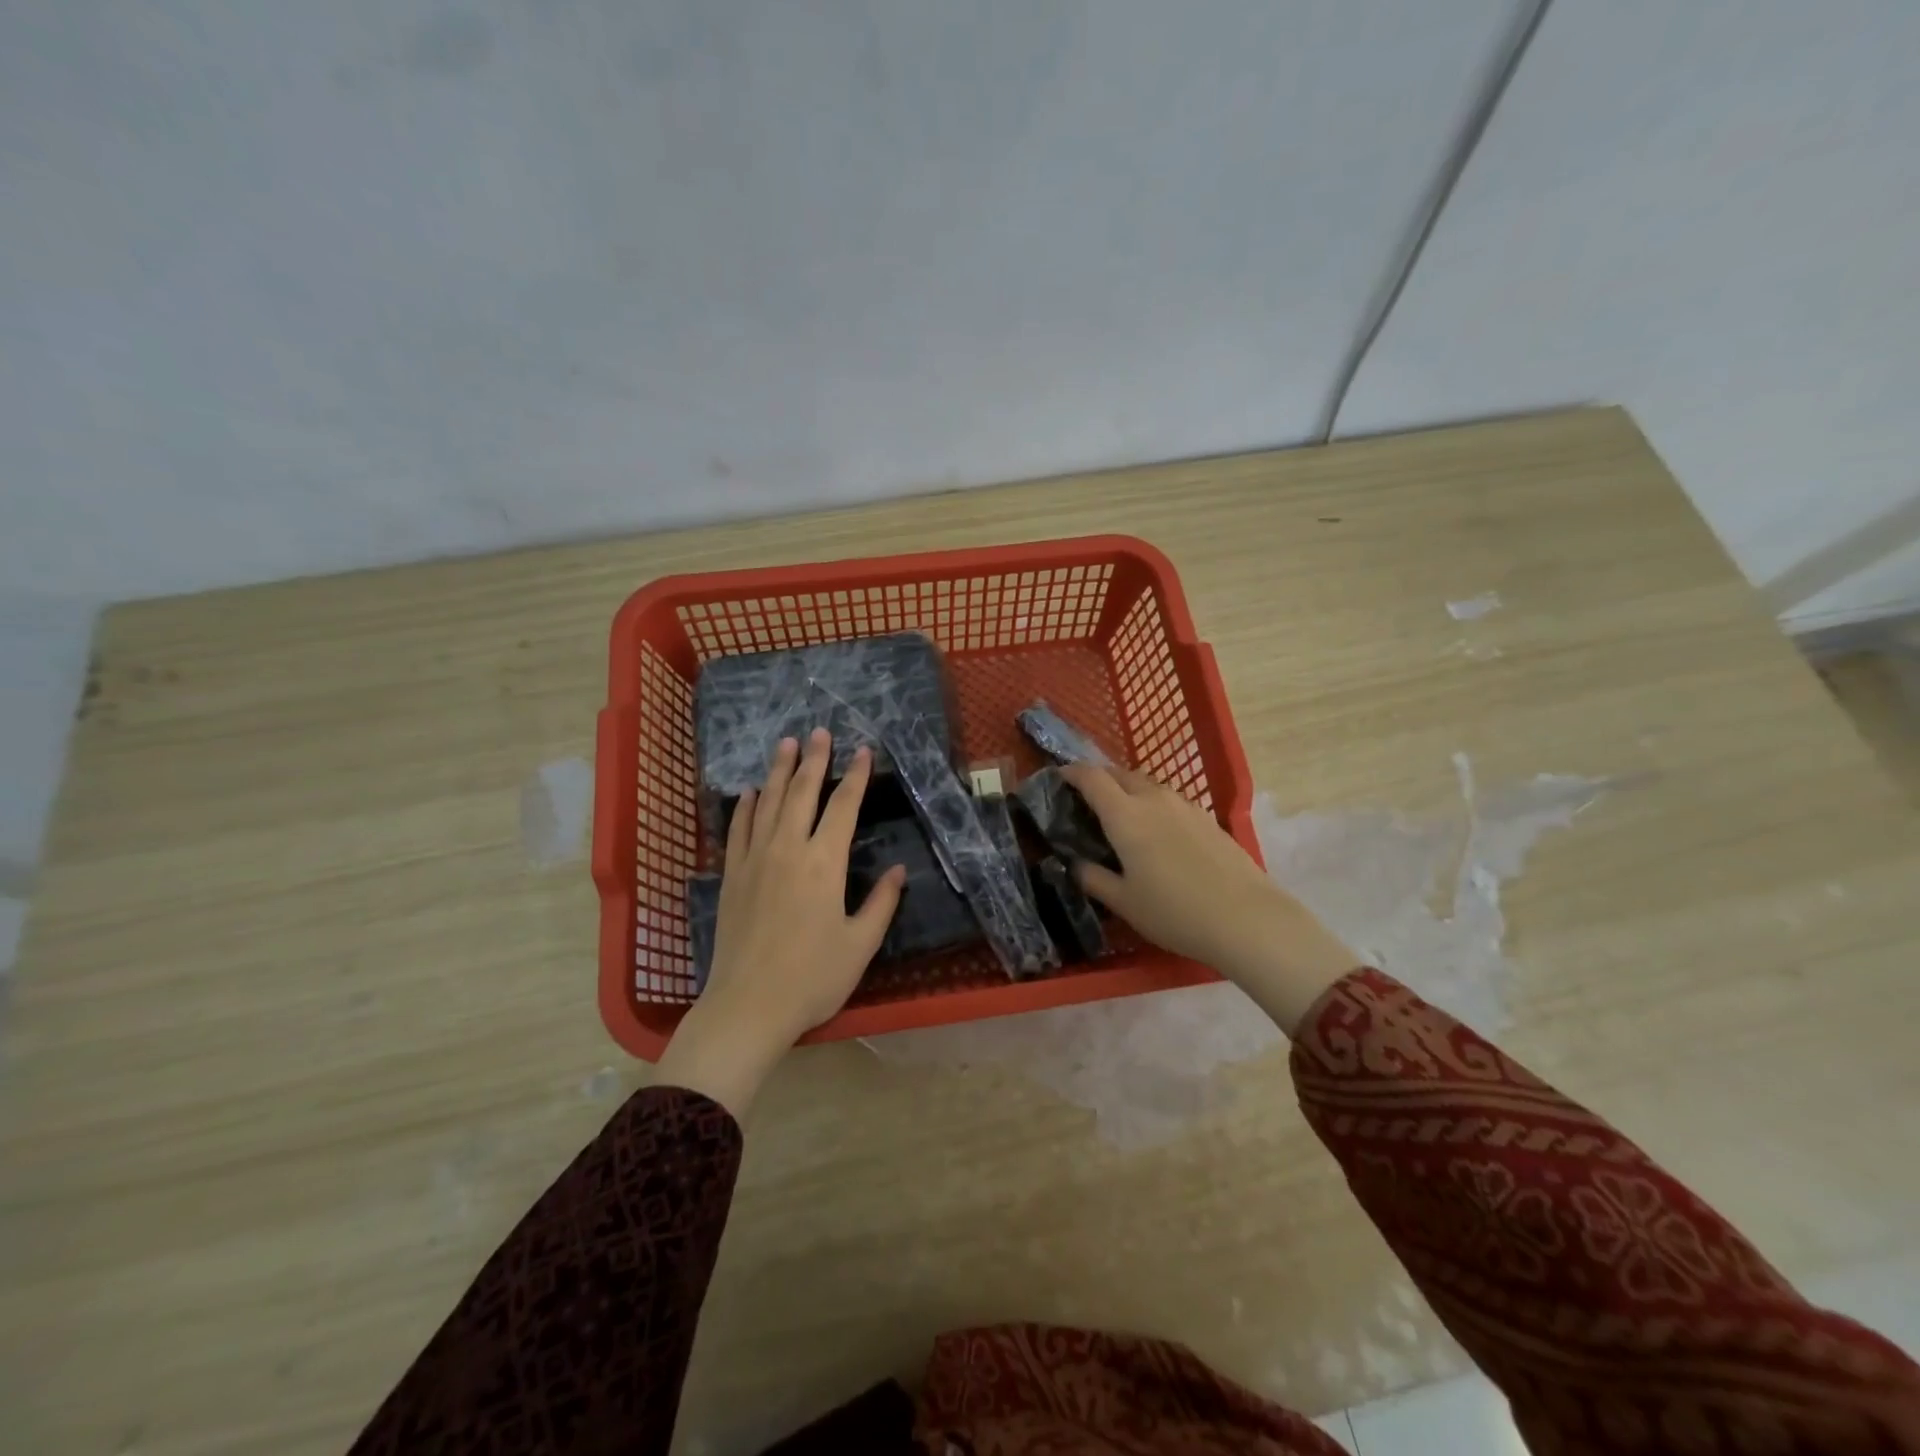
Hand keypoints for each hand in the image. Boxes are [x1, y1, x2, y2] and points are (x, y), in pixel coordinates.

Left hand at [654, 729, 904, 1115]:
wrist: (747, 1006)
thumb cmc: (812, 978)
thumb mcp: (860, 944)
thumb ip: (881, 903)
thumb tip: (899, 871)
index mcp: (824, 863)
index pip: (843, 807)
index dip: (855, 776)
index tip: (863, 751)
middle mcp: (788, 849)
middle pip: (802, 792)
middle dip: (814, 759)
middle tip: (819, 731)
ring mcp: (754, 860)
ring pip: (768, 802)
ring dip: (779, 771)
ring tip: (786, 743)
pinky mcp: (732, 875)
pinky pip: (738, 829)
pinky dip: (745, 807)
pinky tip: (750, 792)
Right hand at [1061, 762, 1359, 1035]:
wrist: (1247, 918)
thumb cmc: (1175, 912)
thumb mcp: (1124, 902)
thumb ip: (1094, 879)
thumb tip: (1076, 865)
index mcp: (1125, 815)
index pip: (1091, 778)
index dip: (1071, 773)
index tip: (1058, 777)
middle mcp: (1153, 799)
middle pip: (1119, 773)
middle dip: (1098, 779)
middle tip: (1085, 799)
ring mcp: (1184, 805)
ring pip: (1146, 784)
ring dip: (1127, 789)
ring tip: (1119, 814)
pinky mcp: (1206, 818)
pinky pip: (1168, 799)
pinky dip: (1151, 804)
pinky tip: (1155, 832)